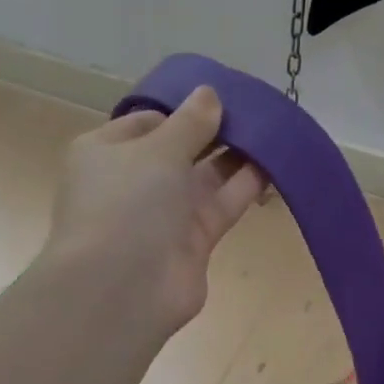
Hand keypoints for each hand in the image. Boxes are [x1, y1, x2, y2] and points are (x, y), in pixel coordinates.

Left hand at [46, 87, 265, 333]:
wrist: (122, 289)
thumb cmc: (126, 204)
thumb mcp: (157, 150)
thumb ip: (189, 122)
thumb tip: (209, 93)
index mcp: (107, 152)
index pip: (147, 122)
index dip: (182, 109)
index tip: (219, 96)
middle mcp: (134, 181)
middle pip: (180, 149)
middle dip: (214, 130)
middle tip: (254, 109)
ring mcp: (164, 214)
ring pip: (206, 177)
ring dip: (236, 155)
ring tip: (273, 129)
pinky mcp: (193, 241)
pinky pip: (223, 204)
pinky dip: (247, 185)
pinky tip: (276, 163)